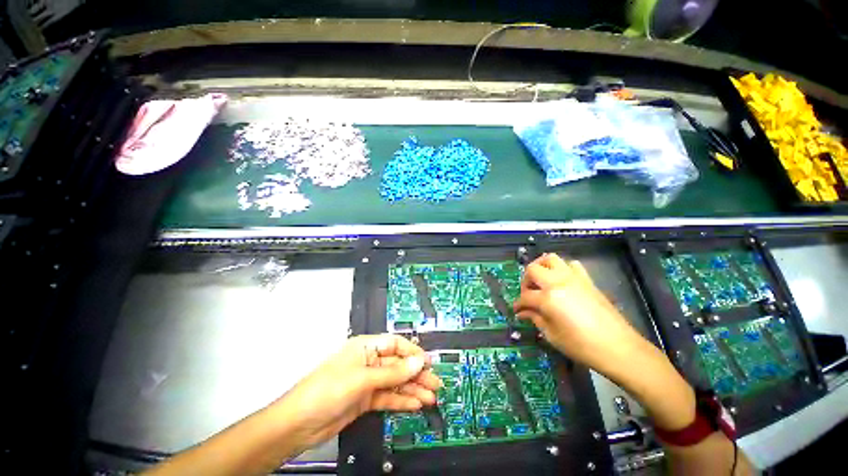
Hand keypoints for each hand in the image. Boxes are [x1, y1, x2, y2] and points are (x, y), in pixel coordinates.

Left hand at [272, 334, 441, 453]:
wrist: (298, 425)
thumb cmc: (327, 390)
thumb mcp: (362, 379)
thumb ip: (392, 373)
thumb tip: (418, 362)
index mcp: (365, 347)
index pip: (394, 344)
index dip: (412, 352)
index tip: (428, 363)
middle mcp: (368, 361)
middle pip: (397, 365)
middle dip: (416, 373)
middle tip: (435, 383)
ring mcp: (367, 382)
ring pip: (395, 382)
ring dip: (412, 389)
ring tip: (430, 397)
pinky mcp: (365, 400)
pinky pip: (388, 397)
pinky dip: (401, 401)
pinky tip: (415, 404)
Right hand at [513, 253, 648, 374]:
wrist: (618, 348)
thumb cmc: (582, 346)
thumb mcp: (552, 335)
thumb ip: (535, 318)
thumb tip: (523, 312)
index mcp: (548, 298)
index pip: (525, 296)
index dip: (518, 304)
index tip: (517, 310)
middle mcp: (558, 282)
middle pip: (532, 269)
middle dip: (526, 281)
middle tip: (528, 294)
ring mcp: (573, 278)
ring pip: (550, 259)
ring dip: (541, 267)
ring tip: (541, 281)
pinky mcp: (586, 280)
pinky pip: (571, 264)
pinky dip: (562, 269)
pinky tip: (562, 282)